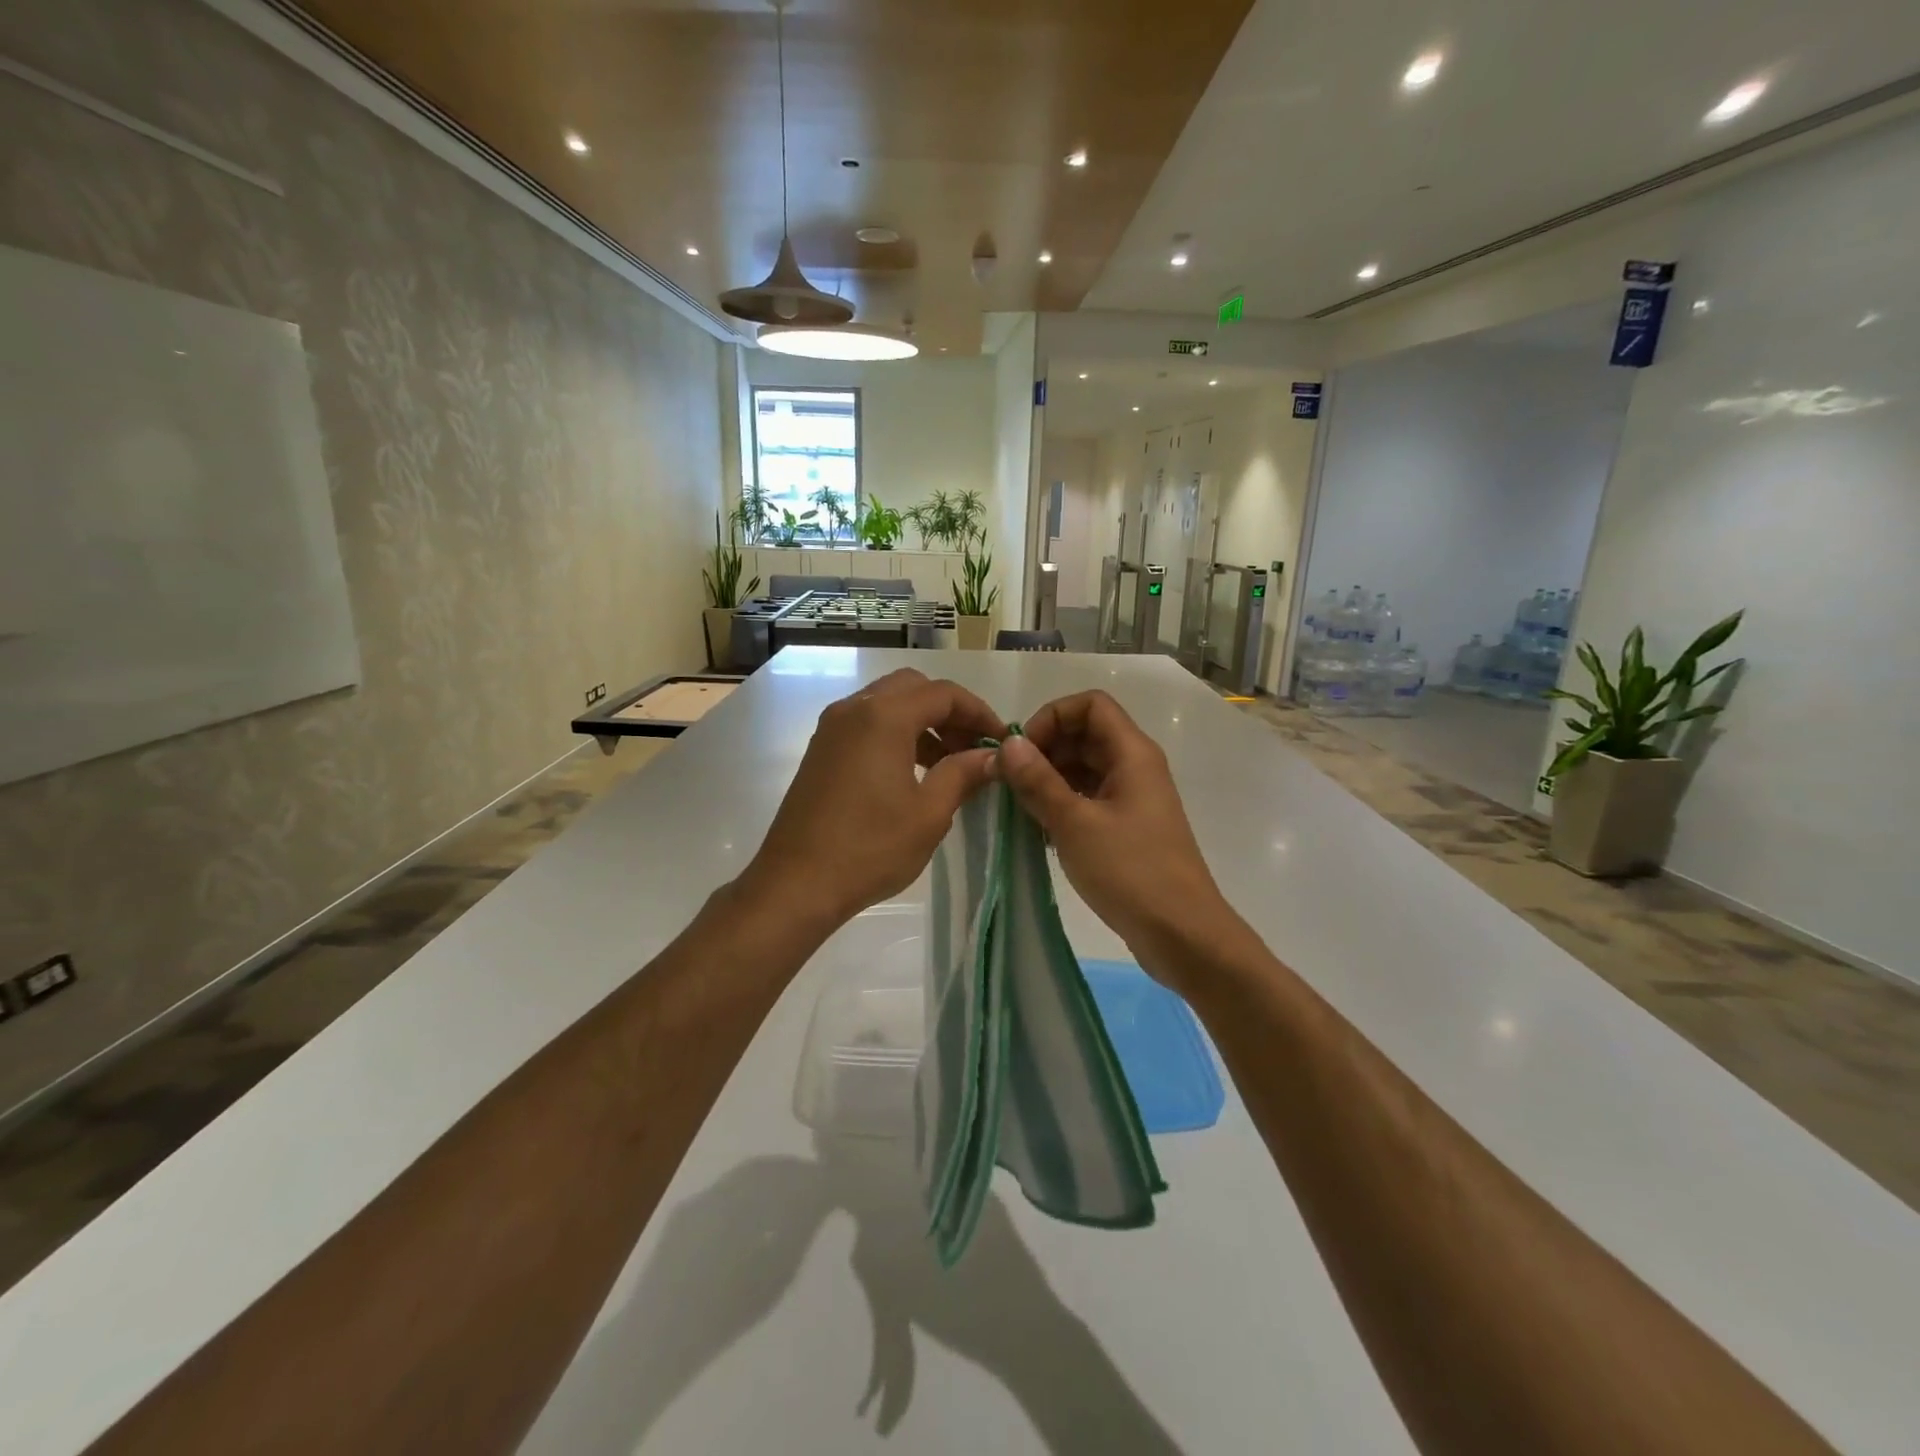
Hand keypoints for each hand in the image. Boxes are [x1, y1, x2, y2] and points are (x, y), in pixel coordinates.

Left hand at [742, 669, 1002, 934]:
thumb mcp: (930, 813)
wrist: (796, 884)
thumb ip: (963, 773)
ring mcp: (832, 728)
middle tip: (972, 747)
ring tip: (948, 764)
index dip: (979, 713)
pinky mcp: (821, 750)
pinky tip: (912, 773)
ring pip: (888, 704)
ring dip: (922, 722)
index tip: (1001, 741)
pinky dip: (895, 734)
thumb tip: (992, 756)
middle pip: (913, 688)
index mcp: (883, 716)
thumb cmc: (870, 848)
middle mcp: (854, 709)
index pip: (944, 694)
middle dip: (949, 712)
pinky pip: (867, 724)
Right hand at [993, 690, 1242, 989]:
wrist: (1183, 934)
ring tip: (1021, 809)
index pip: (1090, 705)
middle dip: (1046, 750)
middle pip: (1086, 734)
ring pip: (1086, 768)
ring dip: (1051, 779)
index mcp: (1132, 753)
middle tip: (1013, 783)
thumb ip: (1038, 780)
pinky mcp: (1130, 828)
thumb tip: (1009, 744)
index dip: (1052, 717)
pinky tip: (1041, 831)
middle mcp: (1136, 767)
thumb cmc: (1130, 872)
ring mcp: (1134, 798)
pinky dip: (1064, 804)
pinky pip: (1091, 798)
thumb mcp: (1074, 823)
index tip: (1023, 752)